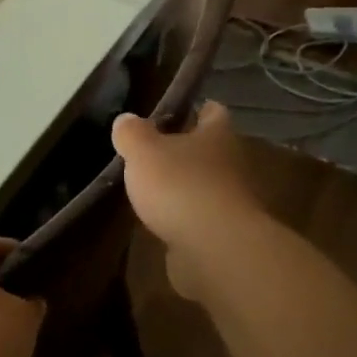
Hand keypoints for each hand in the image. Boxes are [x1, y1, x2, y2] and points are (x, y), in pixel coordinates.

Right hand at [112, 101, 266, 298]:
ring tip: (154, 189)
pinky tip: (162, 221)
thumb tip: (126, 119)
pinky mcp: (223, 234)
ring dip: (185, 186)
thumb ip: (132, 134)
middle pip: (211, 150)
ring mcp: (230, 201)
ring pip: (206, 185)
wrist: (215, 248)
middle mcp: (231, 164)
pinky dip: (185, 218)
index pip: (213, 112)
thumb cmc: (180, 186)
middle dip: (188, 150)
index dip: (198, 109)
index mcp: (217, 136)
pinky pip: (201, 218)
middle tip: (157, 152)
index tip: (181, 110)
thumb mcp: (143, 152)